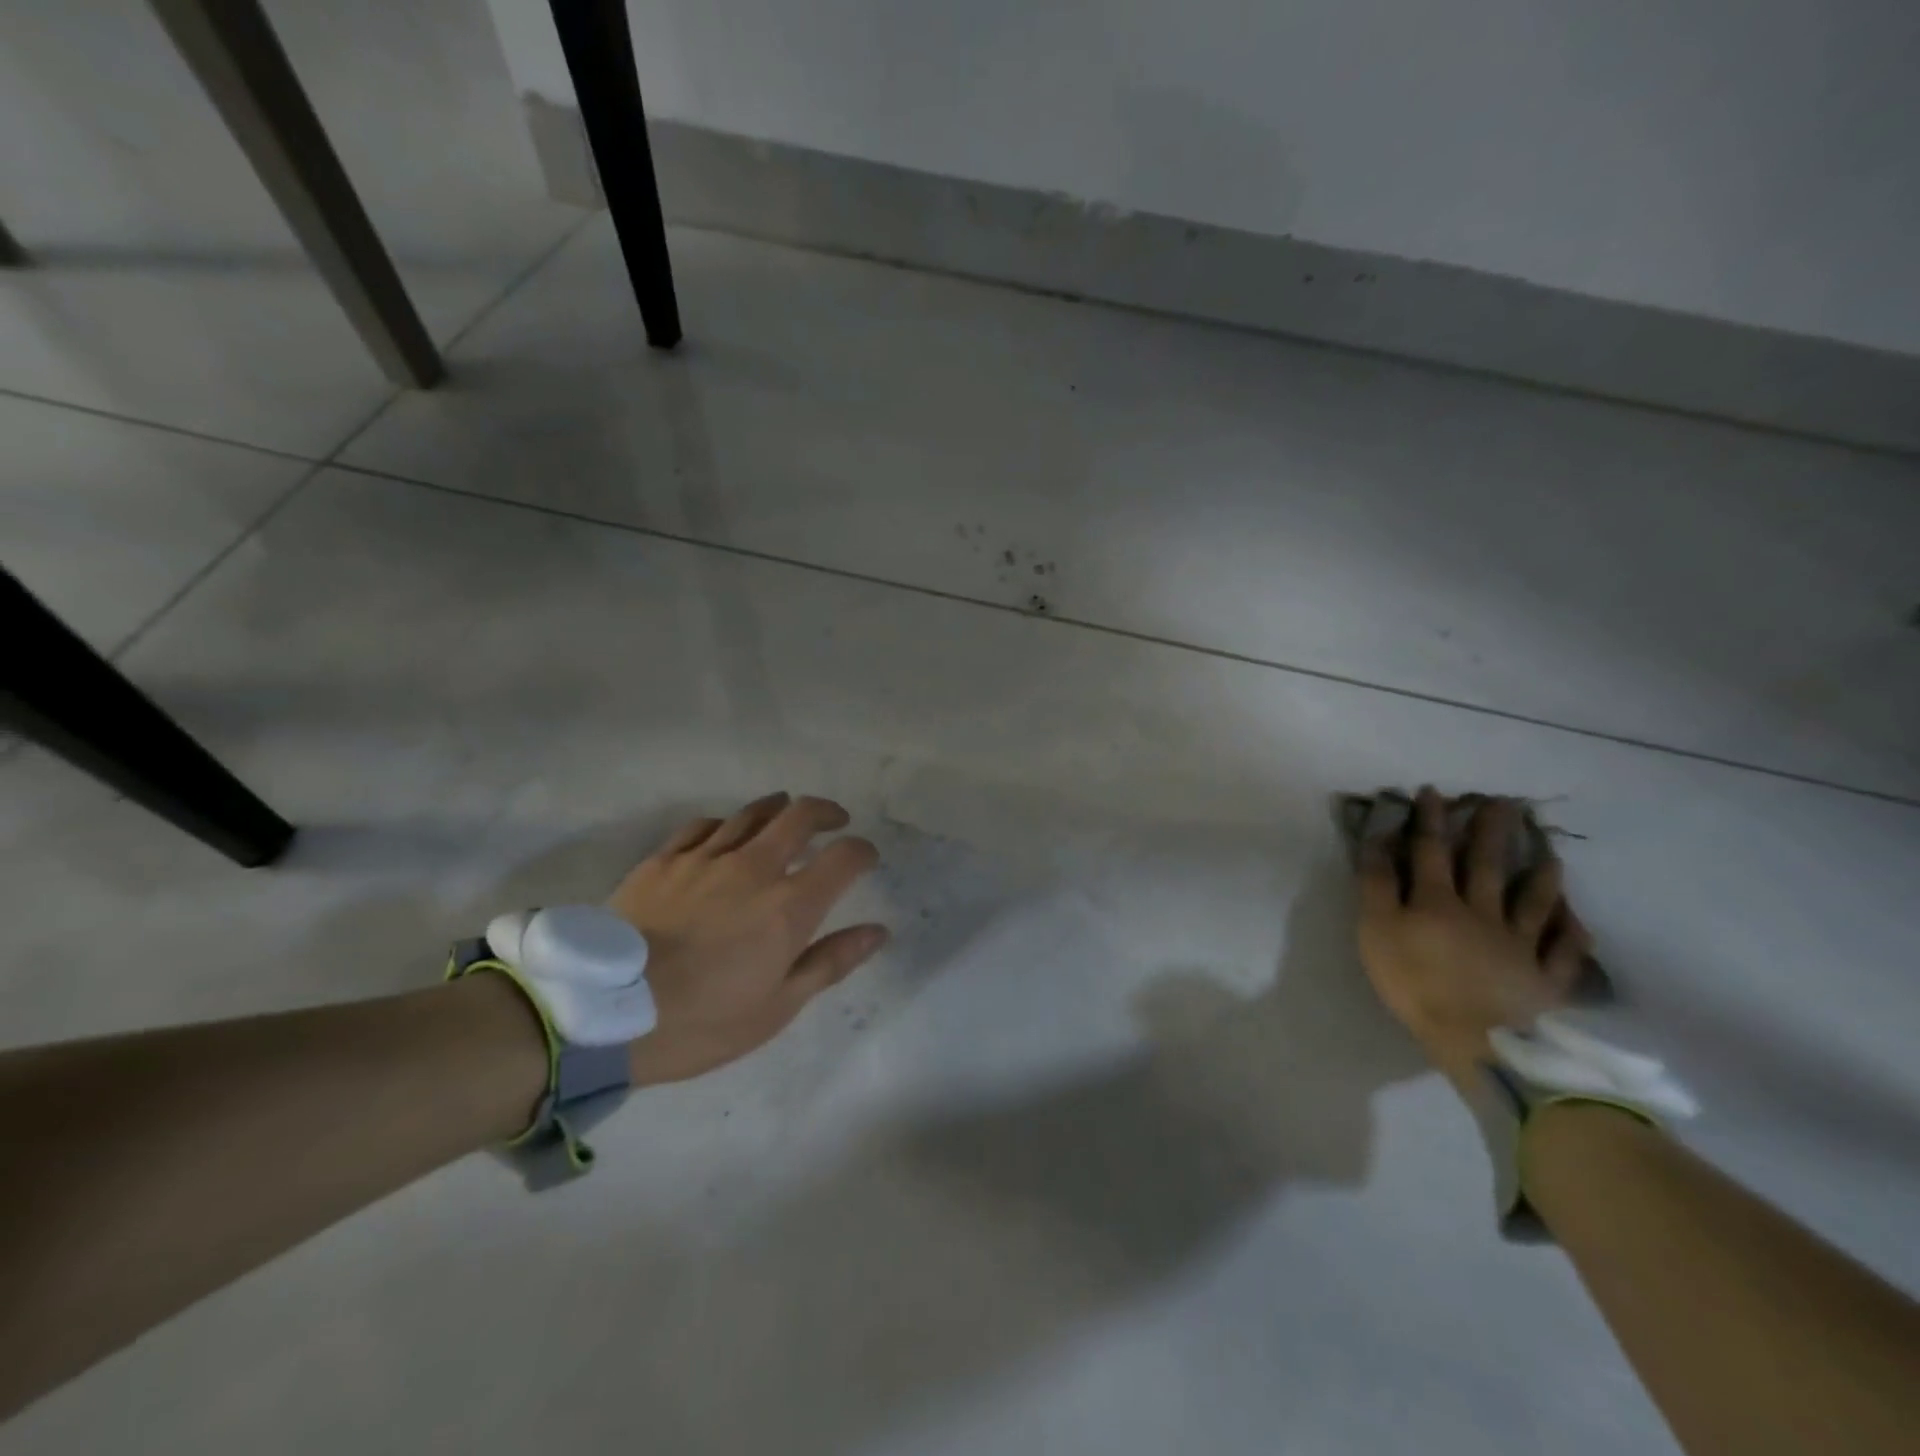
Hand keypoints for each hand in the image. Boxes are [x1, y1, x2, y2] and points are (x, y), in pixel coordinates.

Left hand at [607, 793, 888, 1086]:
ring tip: (787, 815)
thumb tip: (878, 931)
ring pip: (751, 813)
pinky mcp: (663, 860)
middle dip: (826, 813)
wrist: (603, 1015)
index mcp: (788, 906)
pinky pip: (702, 825)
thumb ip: (831, 962)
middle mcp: (753, 868)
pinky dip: (725, 823)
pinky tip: (725, 832)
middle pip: (799, 816)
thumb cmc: (701, 1022)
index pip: (843, 857)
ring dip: (779, 809)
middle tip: (834, 822)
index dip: (863, 851)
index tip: (867, 859)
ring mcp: (705, 858)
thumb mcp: (777, 1007)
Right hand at [1355, 788, 1590, 1091]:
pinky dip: (1572, 934)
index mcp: (1438, 900)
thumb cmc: (1413, 981)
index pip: (1431, 850)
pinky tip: (1578, 920)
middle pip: (1486, 866)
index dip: (1430, 820)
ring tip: (1549, 854)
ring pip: (1533, 903)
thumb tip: (1381, 840)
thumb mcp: (1376, 929)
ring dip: (1540, 876)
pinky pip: (1562, 952)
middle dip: (1491, 833)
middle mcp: (1483, 913)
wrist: (1473, 1039)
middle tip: (1505, 804)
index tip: (1433, 792)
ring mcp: (1519, 945)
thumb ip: (1377, 884)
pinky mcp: (1544, 979)